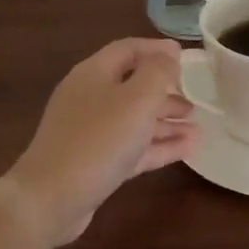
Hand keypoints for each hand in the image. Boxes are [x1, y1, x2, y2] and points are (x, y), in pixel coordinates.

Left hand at [4, 39, 196, 246]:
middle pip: (132, 85)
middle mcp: (90, 97)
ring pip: (134, 119)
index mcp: (94, 73)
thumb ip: (158, 72)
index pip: (128, 49)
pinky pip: (132, 147)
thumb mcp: (137, 99)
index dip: (156, 49)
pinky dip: (158, 146)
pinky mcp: (95, 162)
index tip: (184, 56)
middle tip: (194, 99)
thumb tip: (168, 56)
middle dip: (165, 91)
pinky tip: (187, 150)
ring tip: (197, 127)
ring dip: (166, 121)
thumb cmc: (98, 140)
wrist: (50, 198)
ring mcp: (90, 132)